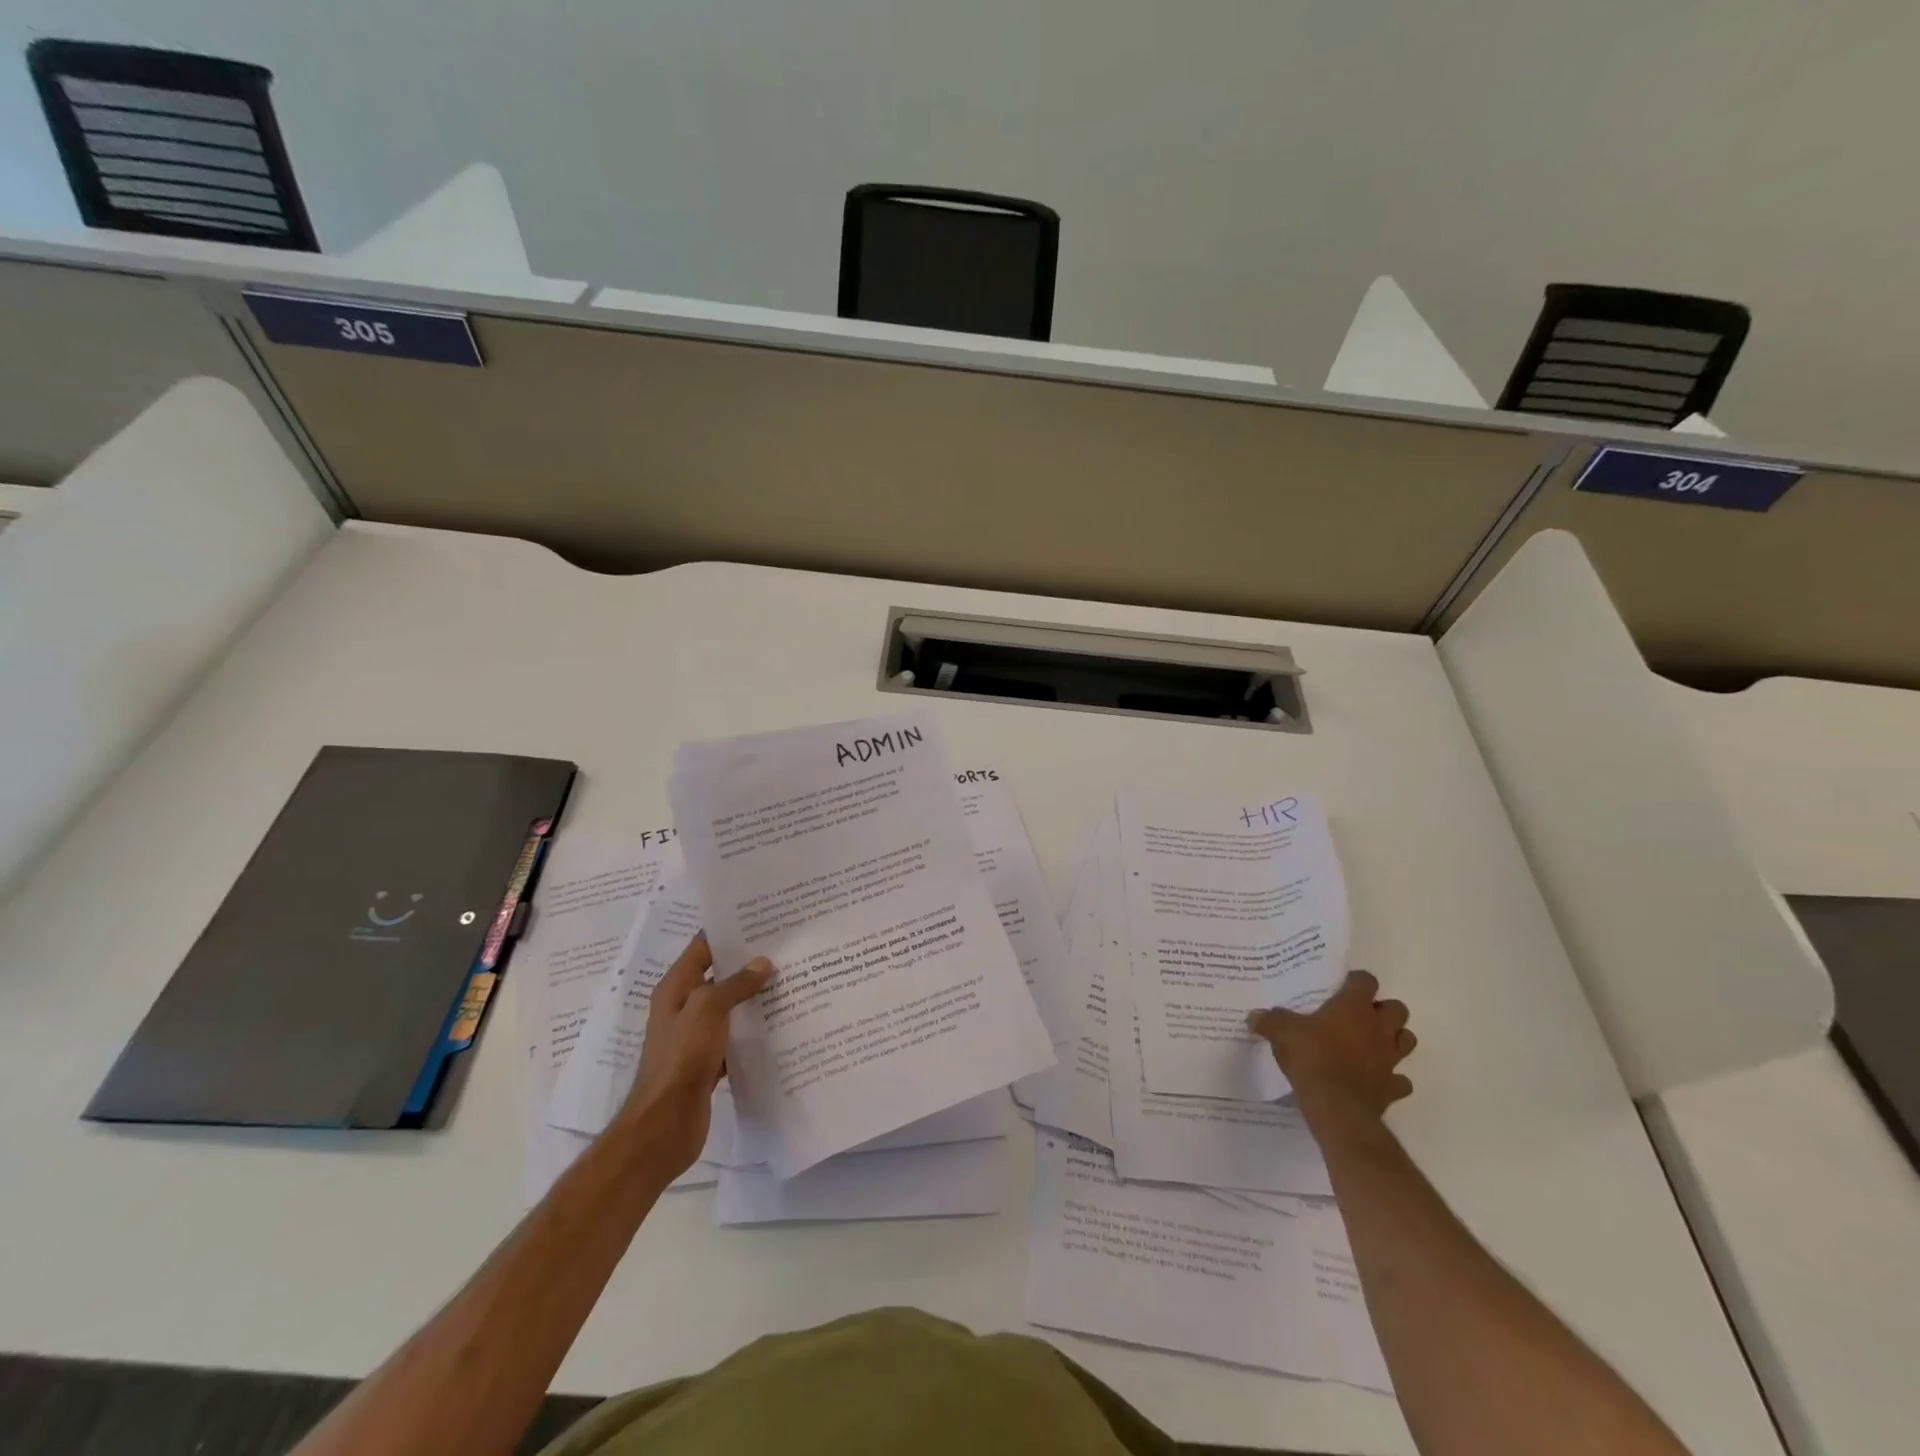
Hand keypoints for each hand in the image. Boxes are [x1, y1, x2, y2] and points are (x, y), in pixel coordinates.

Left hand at [620, 932, 772, 1173]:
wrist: (664, 1125)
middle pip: (718, 975)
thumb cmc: (681, 1058)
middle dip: (748, 963)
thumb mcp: (708, 1010)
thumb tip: (762, 963)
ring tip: (790, 981)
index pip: (703, 947)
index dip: (728, 931)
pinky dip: (753, 1030)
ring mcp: (695, 1036)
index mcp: (675, 988)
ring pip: (729, 1007)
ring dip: (753, 997)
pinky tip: (781, 1025)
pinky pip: (734, 1037)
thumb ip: (735, 984)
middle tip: (786, 949)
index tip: (762, 919)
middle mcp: (683, 1007)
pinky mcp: (708, 1062)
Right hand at [1247, 970, 1415, 1124]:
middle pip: (1398, 1009)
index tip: (1341, 988)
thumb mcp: (1281, 1032)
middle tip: (1359, 1016)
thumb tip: (1254, 1016)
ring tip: (1371, 1043)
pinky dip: (1392, 1078)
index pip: (1366, 981)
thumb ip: (1269, 1020)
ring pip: (1407, 1040)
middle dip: (1383, 1010)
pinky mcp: (1393, 1087)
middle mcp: (1378, 1028)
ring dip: (1394, 1039)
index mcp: (1354, 1007)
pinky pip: (1401, 1080)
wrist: (1336, 1106)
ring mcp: (1390, 1059)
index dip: (1356, 982)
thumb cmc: (1311, 1057)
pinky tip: (1376, 1079)